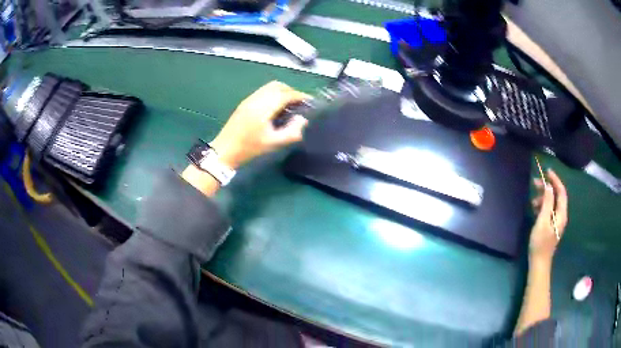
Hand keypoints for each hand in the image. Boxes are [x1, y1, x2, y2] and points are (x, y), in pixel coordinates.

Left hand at [210, 81, 309, 168]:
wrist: (225, 150)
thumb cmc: (249, 148)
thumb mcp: (273, 143)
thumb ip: (292, 132)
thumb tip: (303, 119)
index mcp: (264, 107)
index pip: (286, 94)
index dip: (300, 96)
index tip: (310, 101)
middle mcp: (256, 99)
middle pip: (277, 86)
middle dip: (291, 91)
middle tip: (299, 103)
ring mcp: (249, 99)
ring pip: (269, 87)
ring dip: (281, 92)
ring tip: (288, 105)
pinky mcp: (244, 103)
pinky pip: (262, 92)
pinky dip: (272, 94)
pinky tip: (275, 108)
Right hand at [529, 169, 567, 263]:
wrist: (539, 262)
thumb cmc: (540, 243)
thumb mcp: (542, 221)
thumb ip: (547, 203)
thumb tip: (548, 186)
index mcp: (561, 214)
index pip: (561, 191)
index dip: (555, 180)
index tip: (547, 171)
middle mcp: (561, 215)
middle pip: (556, 196)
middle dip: (547, 188)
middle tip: (535, 183)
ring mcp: (556, 221)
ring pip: (552, 203)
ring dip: (543, 197)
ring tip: (532, 199)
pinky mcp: (551, 226)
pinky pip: (548, 210)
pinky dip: (542, 206)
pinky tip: (534, 208)